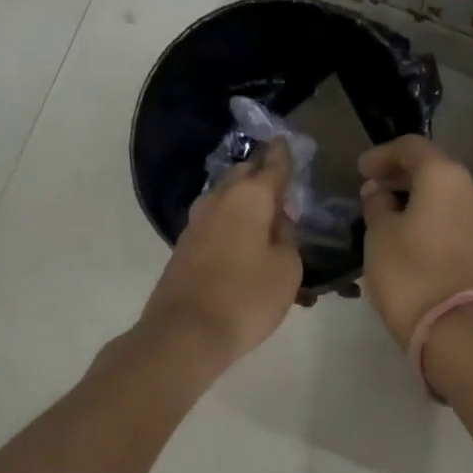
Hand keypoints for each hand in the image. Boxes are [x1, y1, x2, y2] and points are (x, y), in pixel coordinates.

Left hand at [141, 139, 302, 369]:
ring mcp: (197, 221)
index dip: (283, 153)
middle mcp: (220, 199)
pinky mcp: (186, 244)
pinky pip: (216, 218)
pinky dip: (232, 218)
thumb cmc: (246, 297)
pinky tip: (243, 232)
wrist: (186, 332)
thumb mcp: (287, 268)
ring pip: (226, 195)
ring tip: (265, 206)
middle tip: (279, 173)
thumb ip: (287, 236)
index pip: (273, 164)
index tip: (286, 141)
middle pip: (243, 174)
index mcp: (250, 197)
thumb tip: (277, 219)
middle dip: (261, 170)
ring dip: (245, 196)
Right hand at [358, 135, 472, 344]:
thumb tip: (379, 191)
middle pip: (433, 167)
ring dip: (418, 195)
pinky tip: (410, 231)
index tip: (361, 169)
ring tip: (388, 211)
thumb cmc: (409, 272)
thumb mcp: (379, 233)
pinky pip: (454, 216)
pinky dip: (432, 214)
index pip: (412, 147)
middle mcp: (472, 188)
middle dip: (401, 174)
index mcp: (445, 176)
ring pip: (446, 193)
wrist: (455, 329)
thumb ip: (377, 203)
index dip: (382, 154)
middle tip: (372, 186)